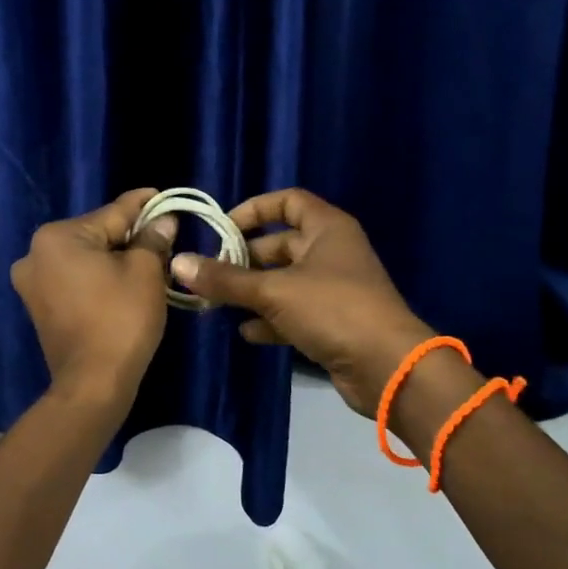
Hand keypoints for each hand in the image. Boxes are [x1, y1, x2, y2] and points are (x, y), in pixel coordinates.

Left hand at [10, 189, 176, 407]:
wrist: (93, 384)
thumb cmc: (121, 320)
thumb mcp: (145, 272)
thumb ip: (152, 238)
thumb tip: (163, 220)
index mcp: (58, 236)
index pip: (113, 213)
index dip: (144, 205)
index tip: (164, 196)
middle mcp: (36, 253)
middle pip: (96, 234)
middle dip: (129, 235)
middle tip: (164, 237)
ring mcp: (32, 282)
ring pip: (85, 257)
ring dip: (114, 258)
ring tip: (149, 261)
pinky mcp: (38, 305)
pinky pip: (75, 279)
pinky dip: (98, 278)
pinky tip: (122, 283)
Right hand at [168, 188, 434, 414]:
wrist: (388, 367)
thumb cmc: (333, 310)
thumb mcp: (273, 291)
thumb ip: (225, 279)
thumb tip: (179, 264)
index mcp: (327, 228)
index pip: (287, 201)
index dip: (253, 209)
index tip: (221, 229)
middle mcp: (331, 252)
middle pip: (280, 244)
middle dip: (244, 258)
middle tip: (210, 274)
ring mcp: (333, 288)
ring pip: (284, 281)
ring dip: (253, 292)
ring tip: (217, 304)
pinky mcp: (333, 322)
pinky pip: (294, 312)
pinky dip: (270, 319)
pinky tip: (246, 332)